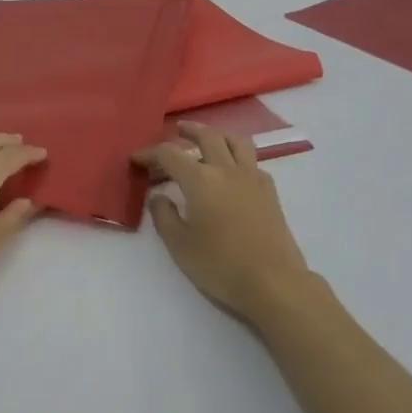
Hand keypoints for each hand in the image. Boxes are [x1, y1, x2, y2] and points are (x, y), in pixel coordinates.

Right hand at [133, 122, 317, 324]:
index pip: (170, 155)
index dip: (150, 153)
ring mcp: (253, 178)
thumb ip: (164, 216)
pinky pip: (252, 161)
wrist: (274, 282)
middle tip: (177, 130)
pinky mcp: (270, 192)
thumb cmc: (221, 265)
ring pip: (236, 141)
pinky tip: (232, 171)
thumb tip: (158, 196)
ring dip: (218, 135)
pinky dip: (237, 156)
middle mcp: (227, 170)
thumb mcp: (180, 245)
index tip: (137, 159)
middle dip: (189, 131)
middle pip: (208, 137)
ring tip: (208, 139)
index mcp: (201, 180)